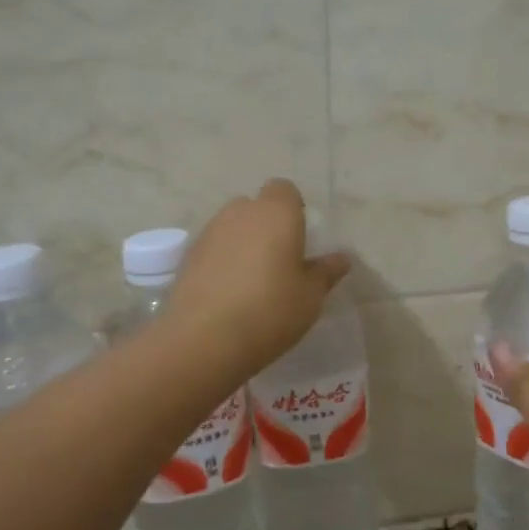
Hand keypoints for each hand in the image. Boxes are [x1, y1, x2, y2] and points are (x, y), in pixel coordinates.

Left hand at [165, 180, 351, 374]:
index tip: (300, 239)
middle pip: (256, 207)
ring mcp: (209, 232)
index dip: (293, 209)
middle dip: (267, 226)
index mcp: (276, 213)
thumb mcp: (310, 296)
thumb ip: (326, 272)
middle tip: (279, 261)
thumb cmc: (270, 310)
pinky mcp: (187, 257)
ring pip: (232, 227)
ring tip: (252, 281)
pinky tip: (228, 294)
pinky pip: (213, 249)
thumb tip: (341, 259)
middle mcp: (240, 213)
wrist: (203, 339)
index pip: (284, 190)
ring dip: (243, 244)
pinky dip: (222, 262)